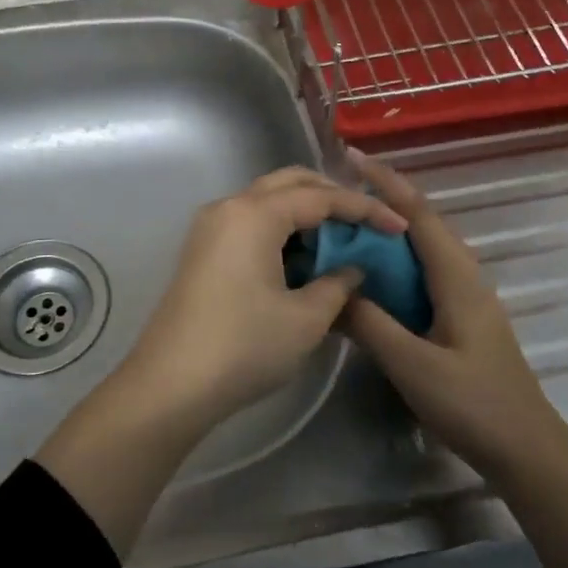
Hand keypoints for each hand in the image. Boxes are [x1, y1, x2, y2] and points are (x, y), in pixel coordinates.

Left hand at [121, 167, 407, 432]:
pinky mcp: (202, 250)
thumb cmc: (244, 346)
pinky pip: (250, 223)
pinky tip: (303, 259)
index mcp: (255, 214)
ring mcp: (210, 227)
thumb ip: (338, 285)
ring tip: (340, 242)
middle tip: (366, 222)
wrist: (170, 384)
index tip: (397, 226)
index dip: (364, 209)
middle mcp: (229, 207)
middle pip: (290, 184)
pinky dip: (281, 230)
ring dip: (305, 213)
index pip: (320, 197)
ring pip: (267, 201)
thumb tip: (352, 269)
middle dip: (332, 197)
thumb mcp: (305, 319)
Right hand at [341, 152, 556, 485]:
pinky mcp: (461, 316)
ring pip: (422, 248)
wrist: (526, 450)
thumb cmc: (473, 404)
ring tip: (345, 227)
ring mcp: (465, 296)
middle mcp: (464, 275)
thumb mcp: (413, 366)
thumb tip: (333, 290)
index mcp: (456, 276)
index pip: (417, 212)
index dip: (384, 181)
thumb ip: (370, 325)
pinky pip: (423, 272)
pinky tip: (371, 276)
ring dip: (387, 231)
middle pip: (420, 223)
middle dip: (382, 200)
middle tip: (335, 194)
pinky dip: (394, 262)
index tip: (350, 156)